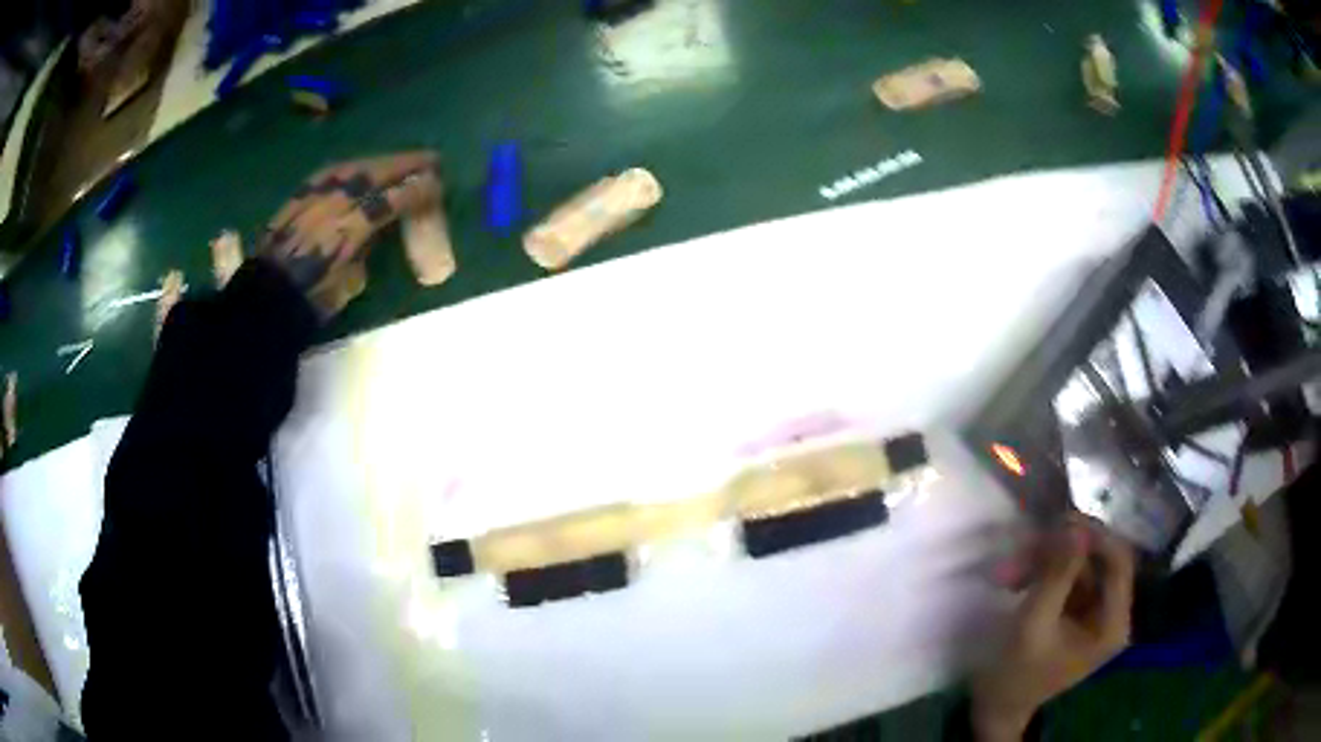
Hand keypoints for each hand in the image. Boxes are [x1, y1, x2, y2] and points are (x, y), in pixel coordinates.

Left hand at [256, 152, 440, 315]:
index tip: (438, 184)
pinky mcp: (299, 193)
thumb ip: (365, 253)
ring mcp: (317, 192)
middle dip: (407, 163)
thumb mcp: (348, 284)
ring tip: (396, 161)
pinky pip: (331, 171)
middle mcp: (337, 200)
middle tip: (430, 160)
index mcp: (354, 226)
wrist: (264, 296)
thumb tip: (372, 235)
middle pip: (378, 172)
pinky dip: (350, 167)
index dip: (418, 190)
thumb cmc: (310, 298)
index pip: (394, 198)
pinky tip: (356, 168)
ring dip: (380, 160)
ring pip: (355, 165)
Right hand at [972, 517, 1135, 740]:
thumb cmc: (1014, 676)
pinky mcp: (1076, 611)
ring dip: (1044, 561)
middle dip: (1061, 550)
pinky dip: (1041, 572)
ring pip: (1079, 566)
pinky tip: (1014, 578)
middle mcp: (1111, 613)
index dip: (1095, 536)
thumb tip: (1074, 525)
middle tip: (1025, 543)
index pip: (1119, 563)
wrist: (994, 707)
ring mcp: (1094, 612)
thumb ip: (1056, 576)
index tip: (1060, 522)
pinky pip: (1066, 577)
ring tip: (1006, 569)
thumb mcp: (1033, 625)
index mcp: (1113, 624)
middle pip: (1098, 561)